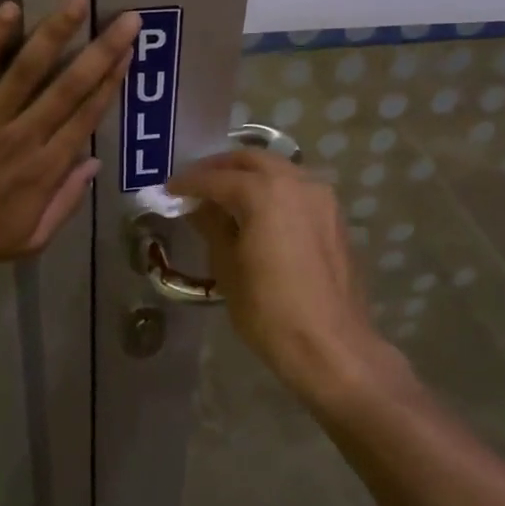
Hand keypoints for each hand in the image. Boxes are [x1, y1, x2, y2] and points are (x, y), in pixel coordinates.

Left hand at [0, 0, 140, 272]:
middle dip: (102, 51)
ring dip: (55, 34)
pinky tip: (10, 10)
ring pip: (29, 70)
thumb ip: (66, 202)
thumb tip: (94, 163)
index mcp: (45, 170)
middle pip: (70, 88)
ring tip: (76, 2)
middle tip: (128, 20)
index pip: (87, 117)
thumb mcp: (31, 239)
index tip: (129, 54)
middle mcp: (24, 138)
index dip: (111, 83)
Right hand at [167, 149, 396, 401]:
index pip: (217, 179)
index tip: (169, 189)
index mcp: (265, 192)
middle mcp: (297, 183)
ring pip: (279, 169)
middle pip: (252, 160)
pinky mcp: (335, 217)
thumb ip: (212, 227)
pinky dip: (274, 189)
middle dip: (221, 167)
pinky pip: (297, 189)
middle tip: (197, 183)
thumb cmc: (269, 310)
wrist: (330, 345)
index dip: (189, 183)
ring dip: (250, 174)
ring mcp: (322, 198)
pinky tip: (259, 210)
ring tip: (226, 194)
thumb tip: (199, 207)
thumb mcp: (228, 268)